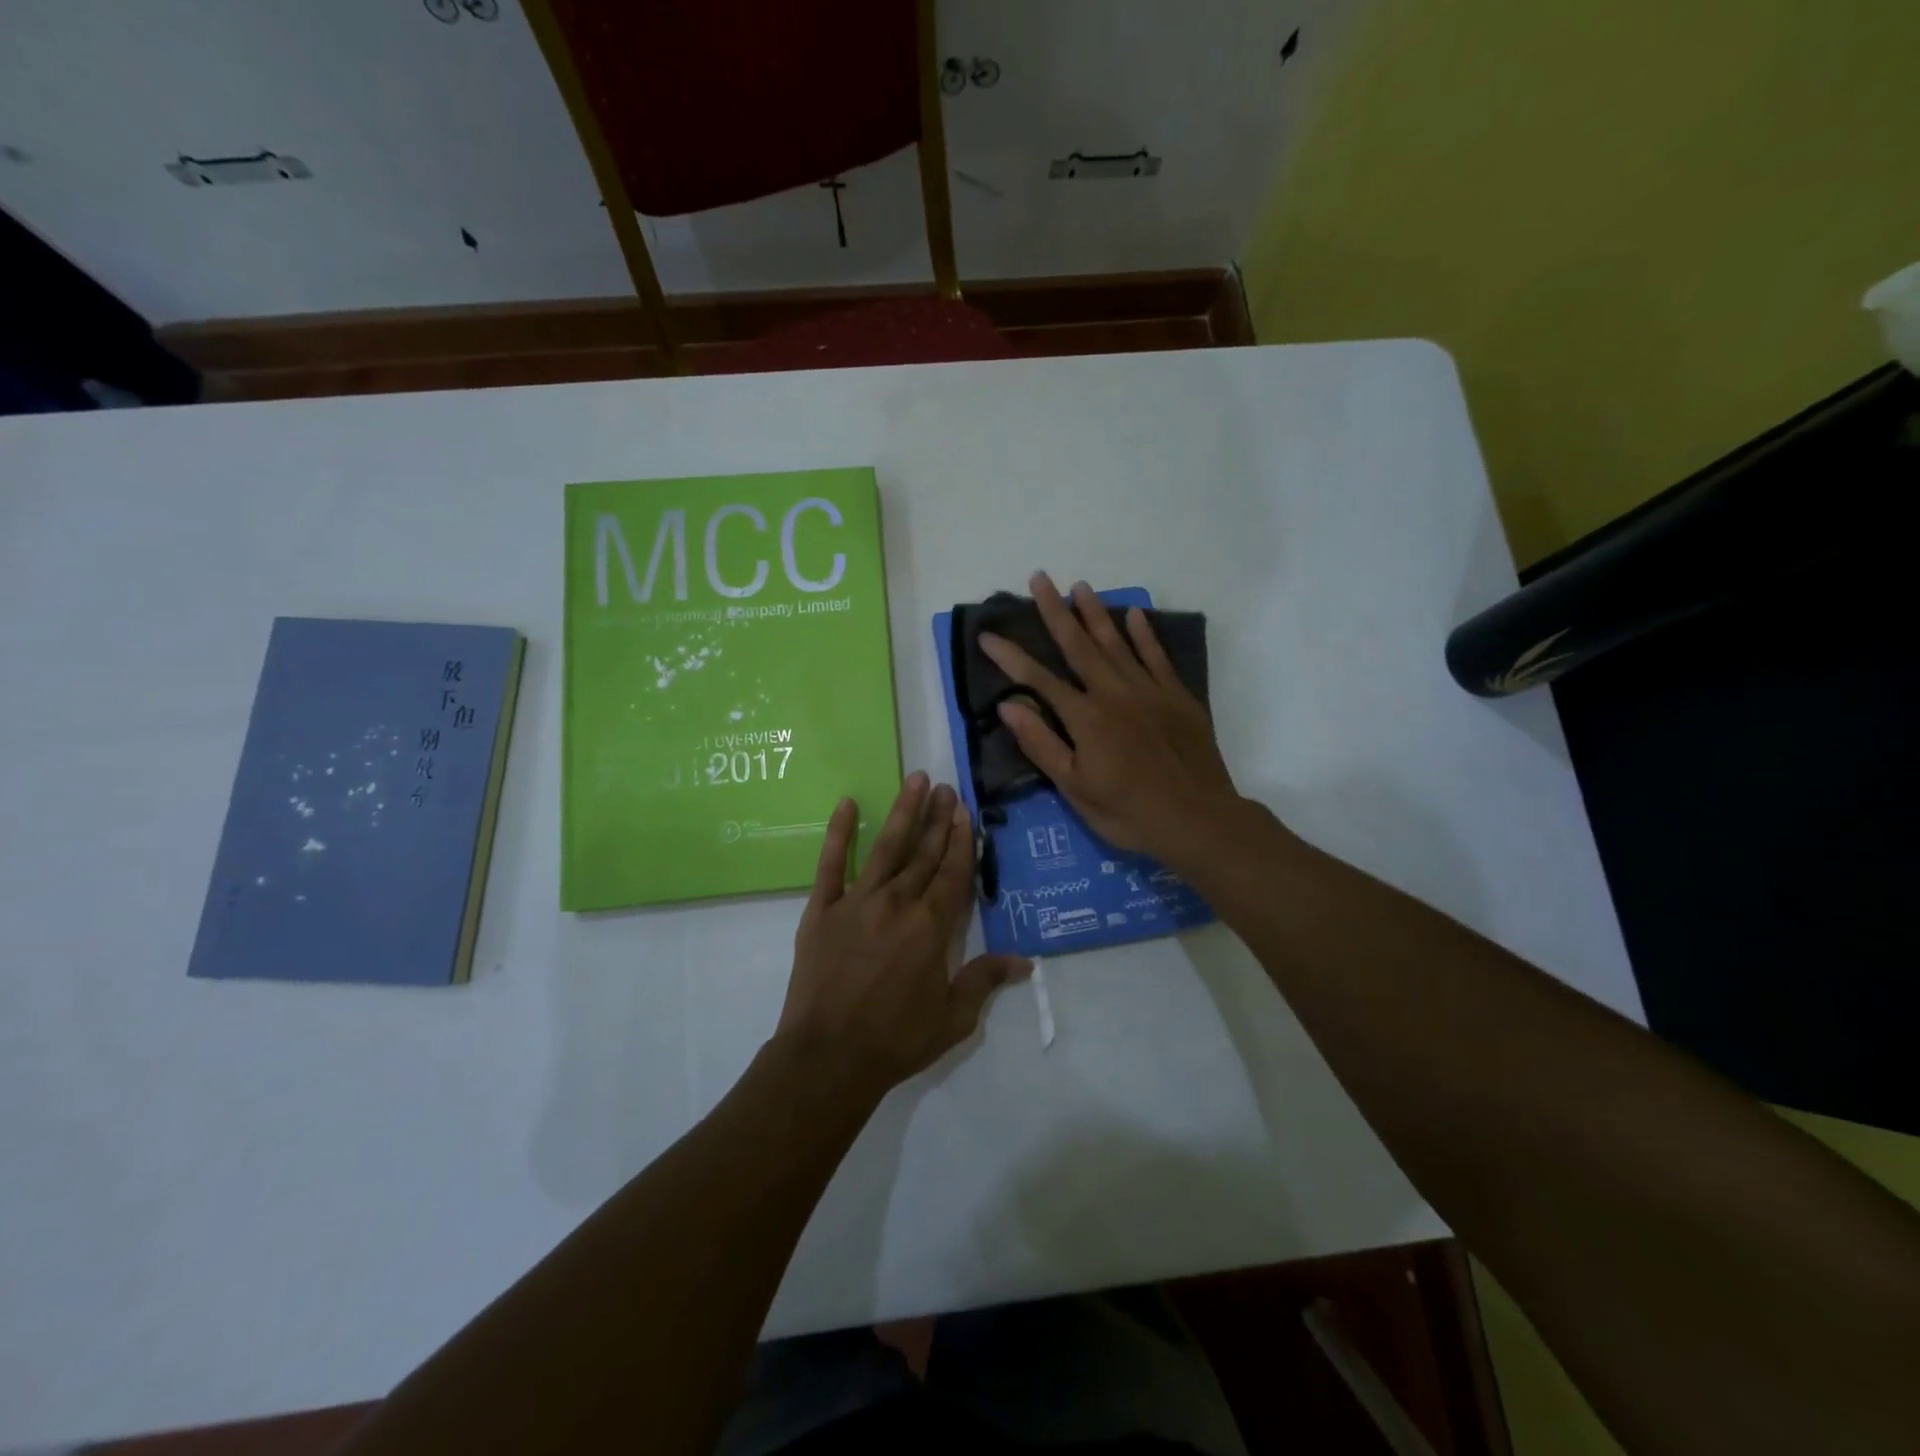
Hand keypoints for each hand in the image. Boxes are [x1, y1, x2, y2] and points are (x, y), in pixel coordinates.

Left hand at [777, 774, 1029, 1095]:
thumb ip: (984, 980)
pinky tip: (846, 803)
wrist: (828, 1057)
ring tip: (916, 781)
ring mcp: (857, 901)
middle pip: (924, 853)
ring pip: (886, 847)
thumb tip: (1024, 961)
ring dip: (904, 813)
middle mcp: (898, 903)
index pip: (952, 872)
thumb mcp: (953, 1018)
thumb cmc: (895, 1040)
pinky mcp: (822, 909)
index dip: (961, 840)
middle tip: (947, 788)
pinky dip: (838, 832)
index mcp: (931, 927)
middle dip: (938, 819)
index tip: (965, 811)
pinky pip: (830, 863)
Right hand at [979, 573, 1252, 865]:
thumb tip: (1008, 705)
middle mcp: (1114, 693)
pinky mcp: (1177, 696)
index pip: (1038, 679)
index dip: (1010, 656)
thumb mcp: (1075, 789)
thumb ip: (1042, 744)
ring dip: (1096, 613)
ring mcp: (1149, 691)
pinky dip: (1145, 634)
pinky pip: (1157, 656)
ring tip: (1080, 586)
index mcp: (1085, 718)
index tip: (987, 635)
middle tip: (1039, 578)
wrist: (1198, 819)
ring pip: (1117, 643)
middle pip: (1078, 645)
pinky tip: (1134, 614)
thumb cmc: (1129, 812)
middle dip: (1055, 611)